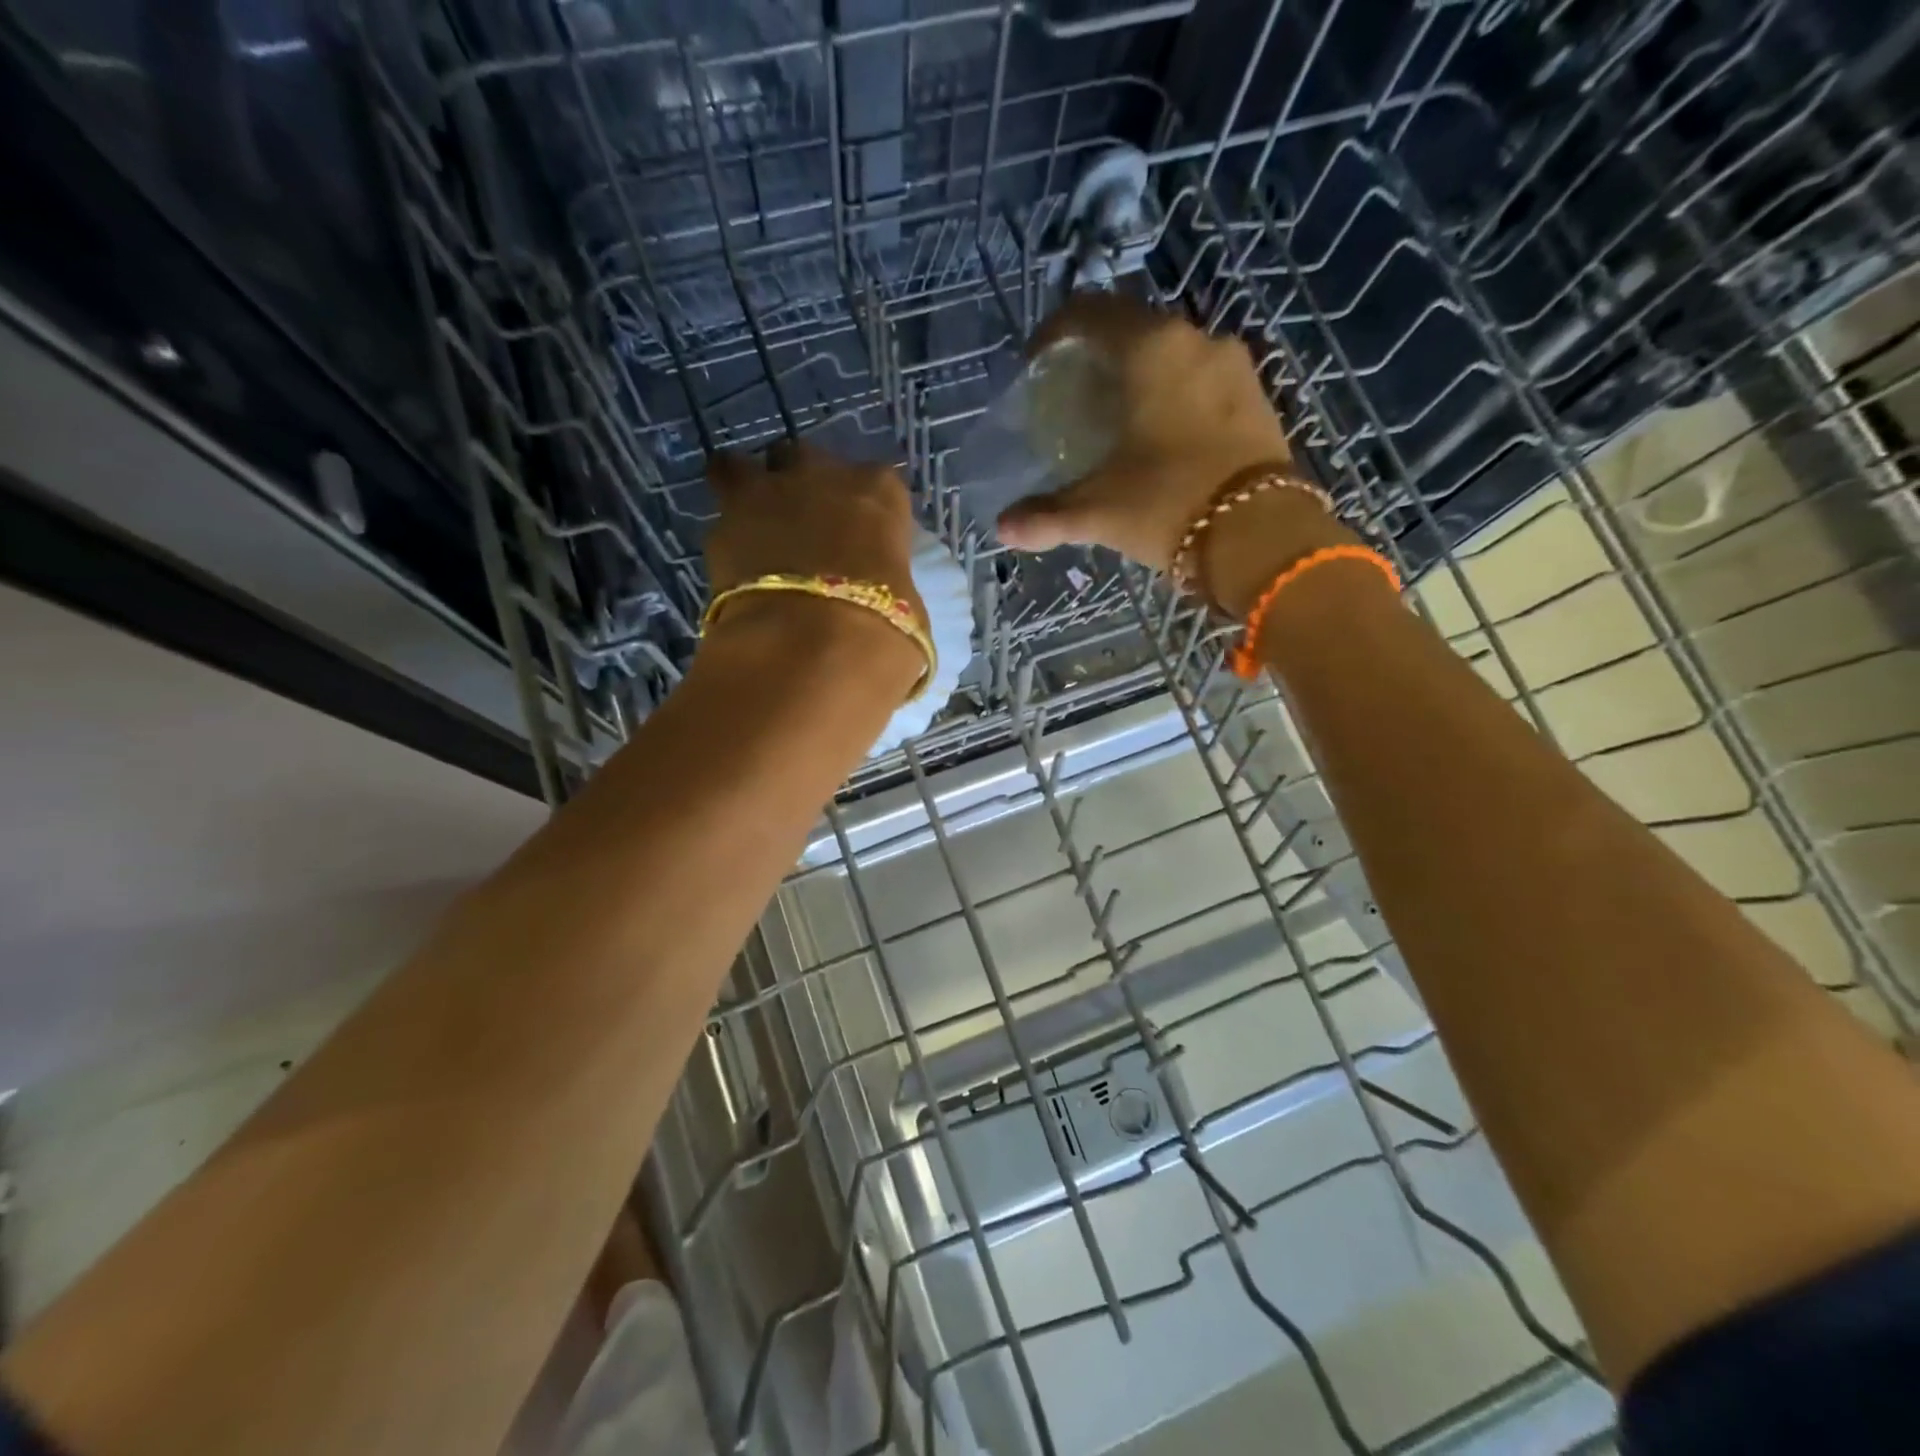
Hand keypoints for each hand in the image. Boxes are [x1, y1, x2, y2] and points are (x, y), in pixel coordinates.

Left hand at [702, 441, 928, 673]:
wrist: (807, 648)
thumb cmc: (879, 628)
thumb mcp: (907, 607)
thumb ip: (890, 583)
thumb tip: (879, 594)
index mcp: (879, 493)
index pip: (878, 484)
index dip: (866, 509)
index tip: (863, 536)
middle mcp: (822, 476)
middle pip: (805, 458)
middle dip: (802, 484)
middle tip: (804, 526)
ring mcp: (766, 493)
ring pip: (744, 468)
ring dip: (748, 491)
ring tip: (752, 527)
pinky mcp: (721, 524)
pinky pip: (720, 519)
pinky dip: (727, 538)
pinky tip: (733, 567)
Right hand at [996, 294, 1356, 613]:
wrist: (1261, 535)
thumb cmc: (1168, 505)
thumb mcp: (1098, 511)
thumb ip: (1046, 515)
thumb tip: (1003, 528)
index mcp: (1150, 350)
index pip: (1090, 313)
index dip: (1055, 332)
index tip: (1036, 364)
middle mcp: (1195, 341)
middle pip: (1134, 328)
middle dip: (1099, 354)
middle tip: (1075, 392)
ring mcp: (1234, 366)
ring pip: (1173, 353)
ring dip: (1141, 373)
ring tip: (1119, 414)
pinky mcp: (1257, 396)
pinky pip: (1203, 378)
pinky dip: (1176, 392)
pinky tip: (1163, 432)